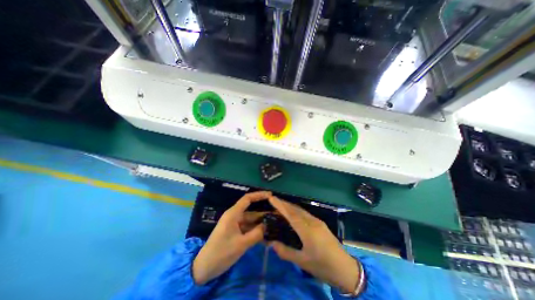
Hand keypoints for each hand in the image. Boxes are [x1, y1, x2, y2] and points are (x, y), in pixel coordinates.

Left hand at [191, 191, 269, 283]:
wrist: (204, 268)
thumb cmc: (221, 253)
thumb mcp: (241, 244)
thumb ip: (256, 234)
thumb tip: (268, 225)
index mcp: (233, 214)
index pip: (247, 199)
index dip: (259, 195)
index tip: (270, 195)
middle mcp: (234, 216)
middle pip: (251, 210)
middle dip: (264, 212)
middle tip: (277, 214)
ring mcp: (235, 224)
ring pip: (251, 220)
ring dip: (261, 222)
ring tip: (275, 224)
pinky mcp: (235, 231)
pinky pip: (248, 228)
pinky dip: (256, 230)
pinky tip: (266, 234)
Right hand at [268, 197, 358, 292]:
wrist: (346, 269)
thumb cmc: (323, 266)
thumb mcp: (303, 262)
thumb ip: (286, 252)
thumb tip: (272, 243)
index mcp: (307, 230)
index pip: (290, 214)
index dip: (280, 205)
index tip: (271, 198)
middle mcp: (312, 222)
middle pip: (295, 209)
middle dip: (284, 203)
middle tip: (273, 200)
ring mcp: (317, 221)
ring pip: (301, 210)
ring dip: (290, 206)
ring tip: (280, 205)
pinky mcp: (320, 224)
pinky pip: (305, 214)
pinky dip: (296, 211)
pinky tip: (293, 214)